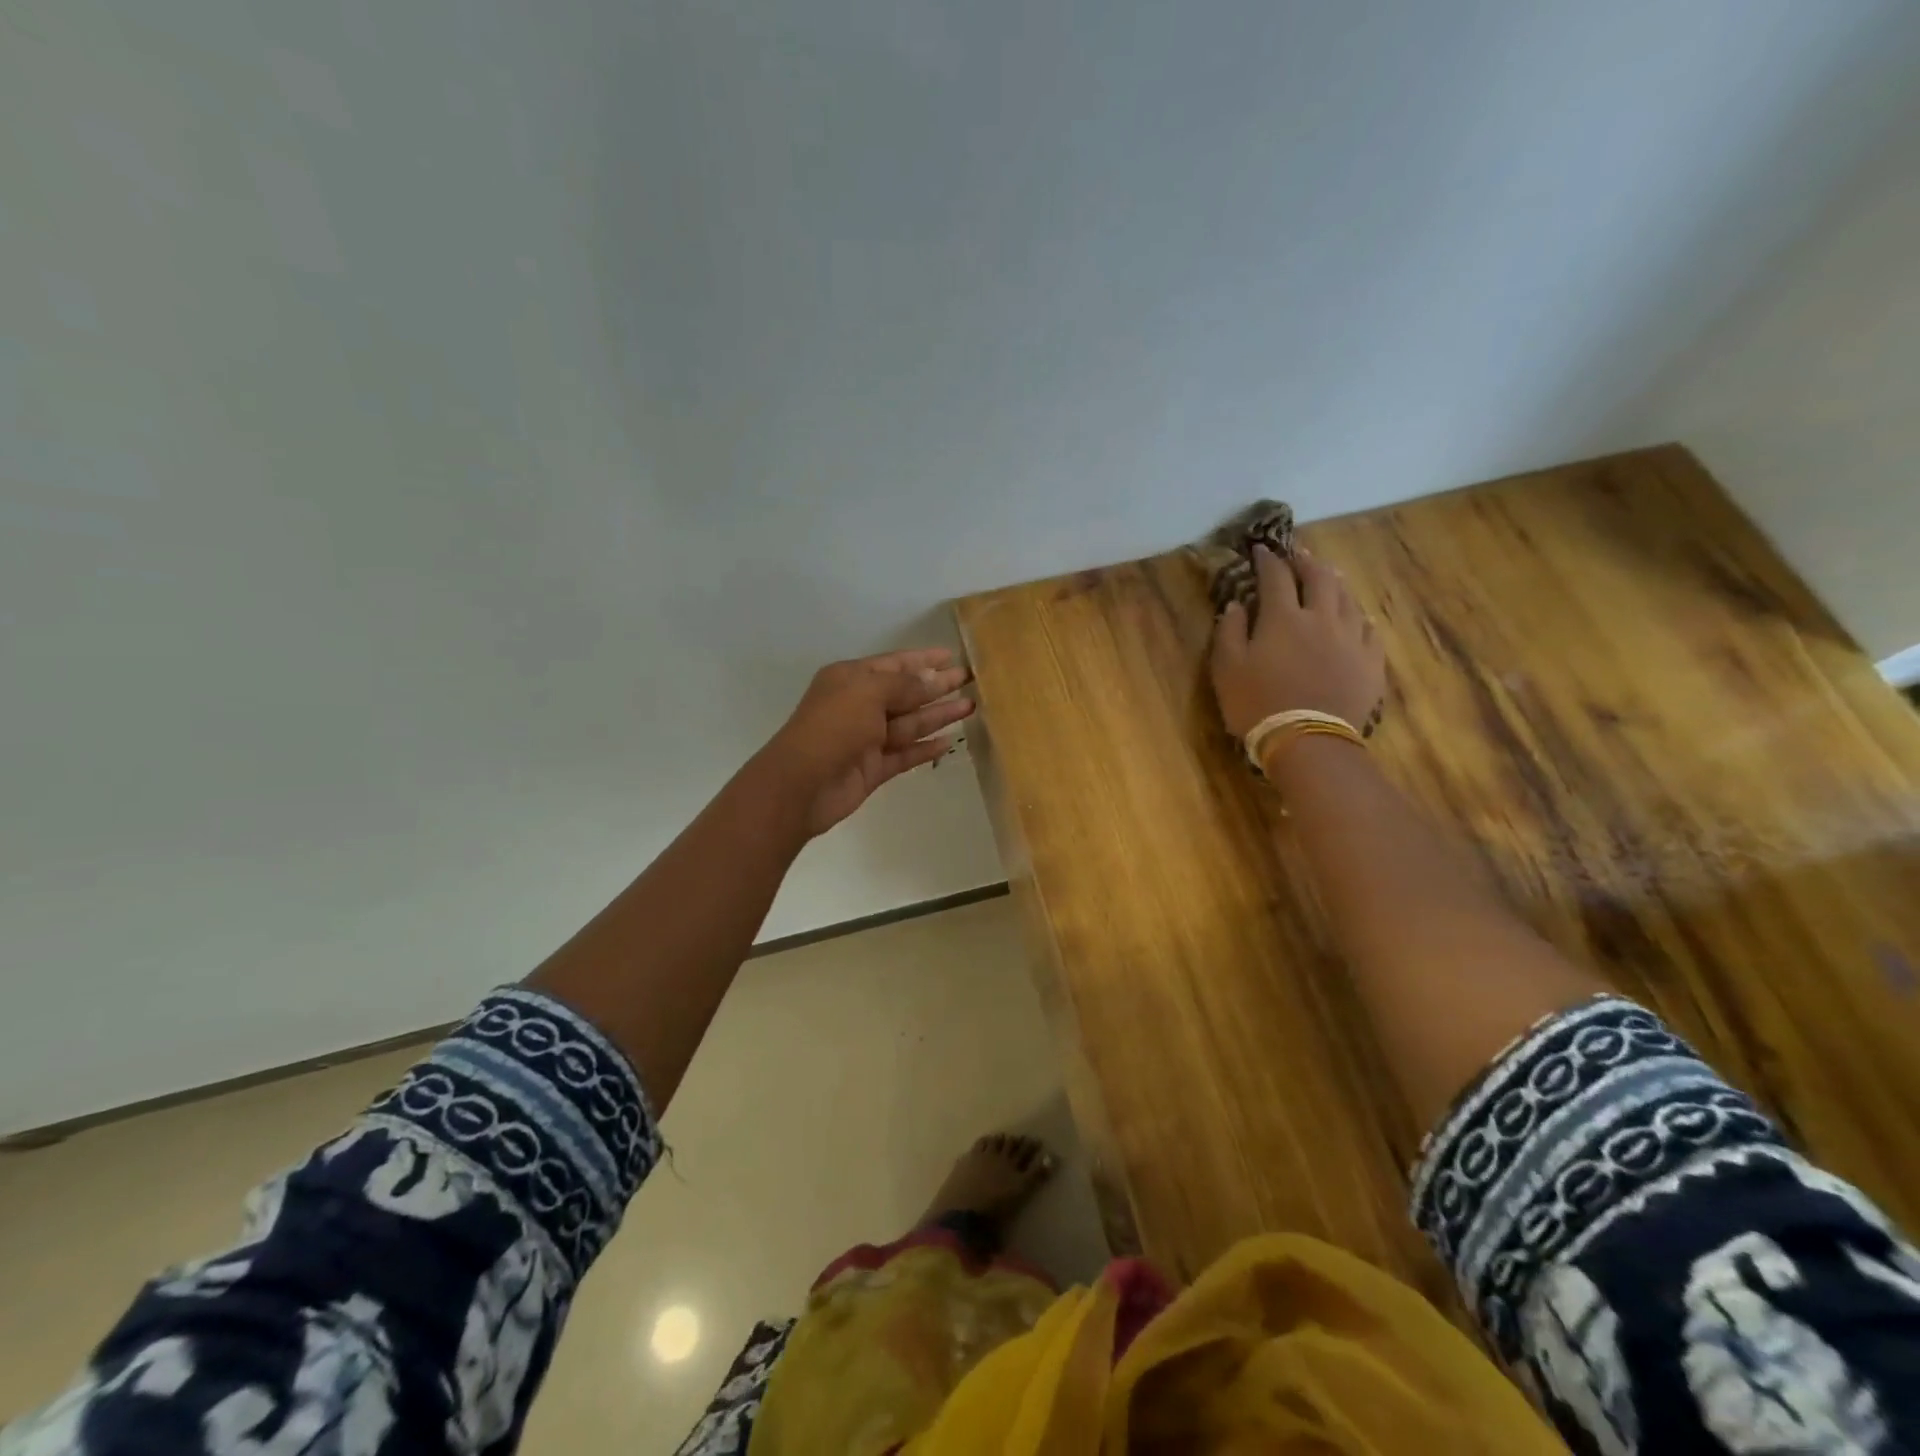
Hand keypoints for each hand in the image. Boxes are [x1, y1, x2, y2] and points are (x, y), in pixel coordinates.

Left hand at [761, 649, 974, 836]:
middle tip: (969, 680)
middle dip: (936, 686)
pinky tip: (949, 741)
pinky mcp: (873, 768)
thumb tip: (934, 677)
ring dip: (938, 715)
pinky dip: (926, 748)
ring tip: (971, 707)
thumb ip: (904, 685)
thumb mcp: (868, 692)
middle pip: (905, 693)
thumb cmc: (832, 727)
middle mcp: (859, 706)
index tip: (951, 656)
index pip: (893, 664)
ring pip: (909, 723)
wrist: (801, 785)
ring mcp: (867, 739)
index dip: (923, 660)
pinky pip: (905, 754)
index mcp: (851, 679)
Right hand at [1210, 544, 1384, 740]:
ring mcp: (1352, 639)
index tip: (1260, 549)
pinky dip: (1359, 616)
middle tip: (1299, 555)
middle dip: (1307, 561)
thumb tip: (1236, 604)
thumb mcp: (1227, 669)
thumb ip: (1229, 631)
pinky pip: (1369, 629)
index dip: (1267, 560)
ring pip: (1348, 598)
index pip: (1275, 577)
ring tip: (1329, 577)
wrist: (1308, 742)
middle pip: (1320, 577)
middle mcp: (1322, 618)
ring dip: (1335, 582)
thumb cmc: (1258, 704)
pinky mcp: (1371, 662)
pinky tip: (1356, 617)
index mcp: (1283, 618)